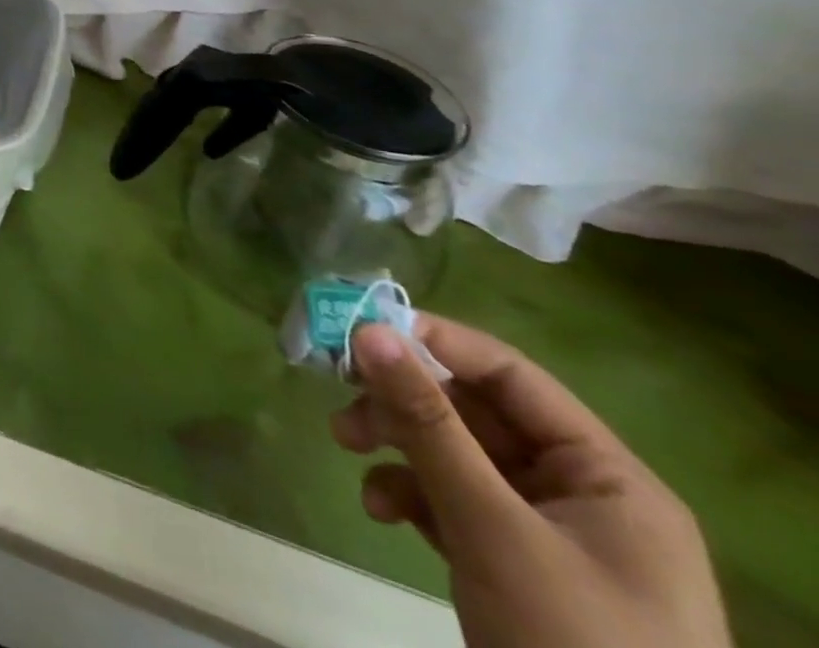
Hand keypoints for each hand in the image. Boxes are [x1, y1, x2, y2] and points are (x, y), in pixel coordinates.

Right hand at [331, 316, 730, 647]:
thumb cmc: (570, 643)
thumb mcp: (492, 527)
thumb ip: (427, 423)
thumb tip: (368, 330)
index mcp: (606, 476)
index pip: (509, 375)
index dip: (434, 342)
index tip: (359, 328)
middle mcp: (582, 495)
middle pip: (475, 414)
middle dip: (402, 402)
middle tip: (338, 389)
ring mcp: (549, 537)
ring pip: (456, 456)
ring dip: (396, 445)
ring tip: (345, 444)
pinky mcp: (517, 570)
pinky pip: (453, 504)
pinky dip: (410, 495)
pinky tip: (379, 508)